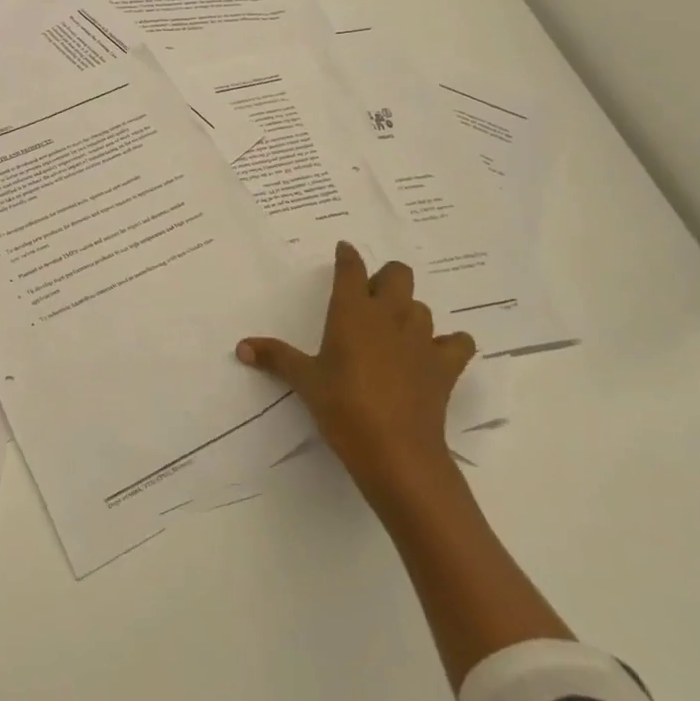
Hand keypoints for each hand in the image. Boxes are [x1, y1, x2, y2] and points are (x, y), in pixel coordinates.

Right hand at [236, 243, 475, 509]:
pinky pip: (458, 342)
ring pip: (422, 307)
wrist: (395, 450)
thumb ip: (276, 358)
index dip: (347, 256)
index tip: (344, 250)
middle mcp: (390, 315)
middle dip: (385, 277)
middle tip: (370, 296)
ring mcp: (422, 339)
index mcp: (352, 312)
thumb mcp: (305, 381)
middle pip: (398, 274)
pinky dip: (450, 343)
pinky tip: (436, 353)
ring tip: (395, 330)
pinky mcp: (446, 365)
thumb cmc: (342, 407)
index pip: (351, 269)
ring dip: (409, 311)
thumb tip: (241, 346)